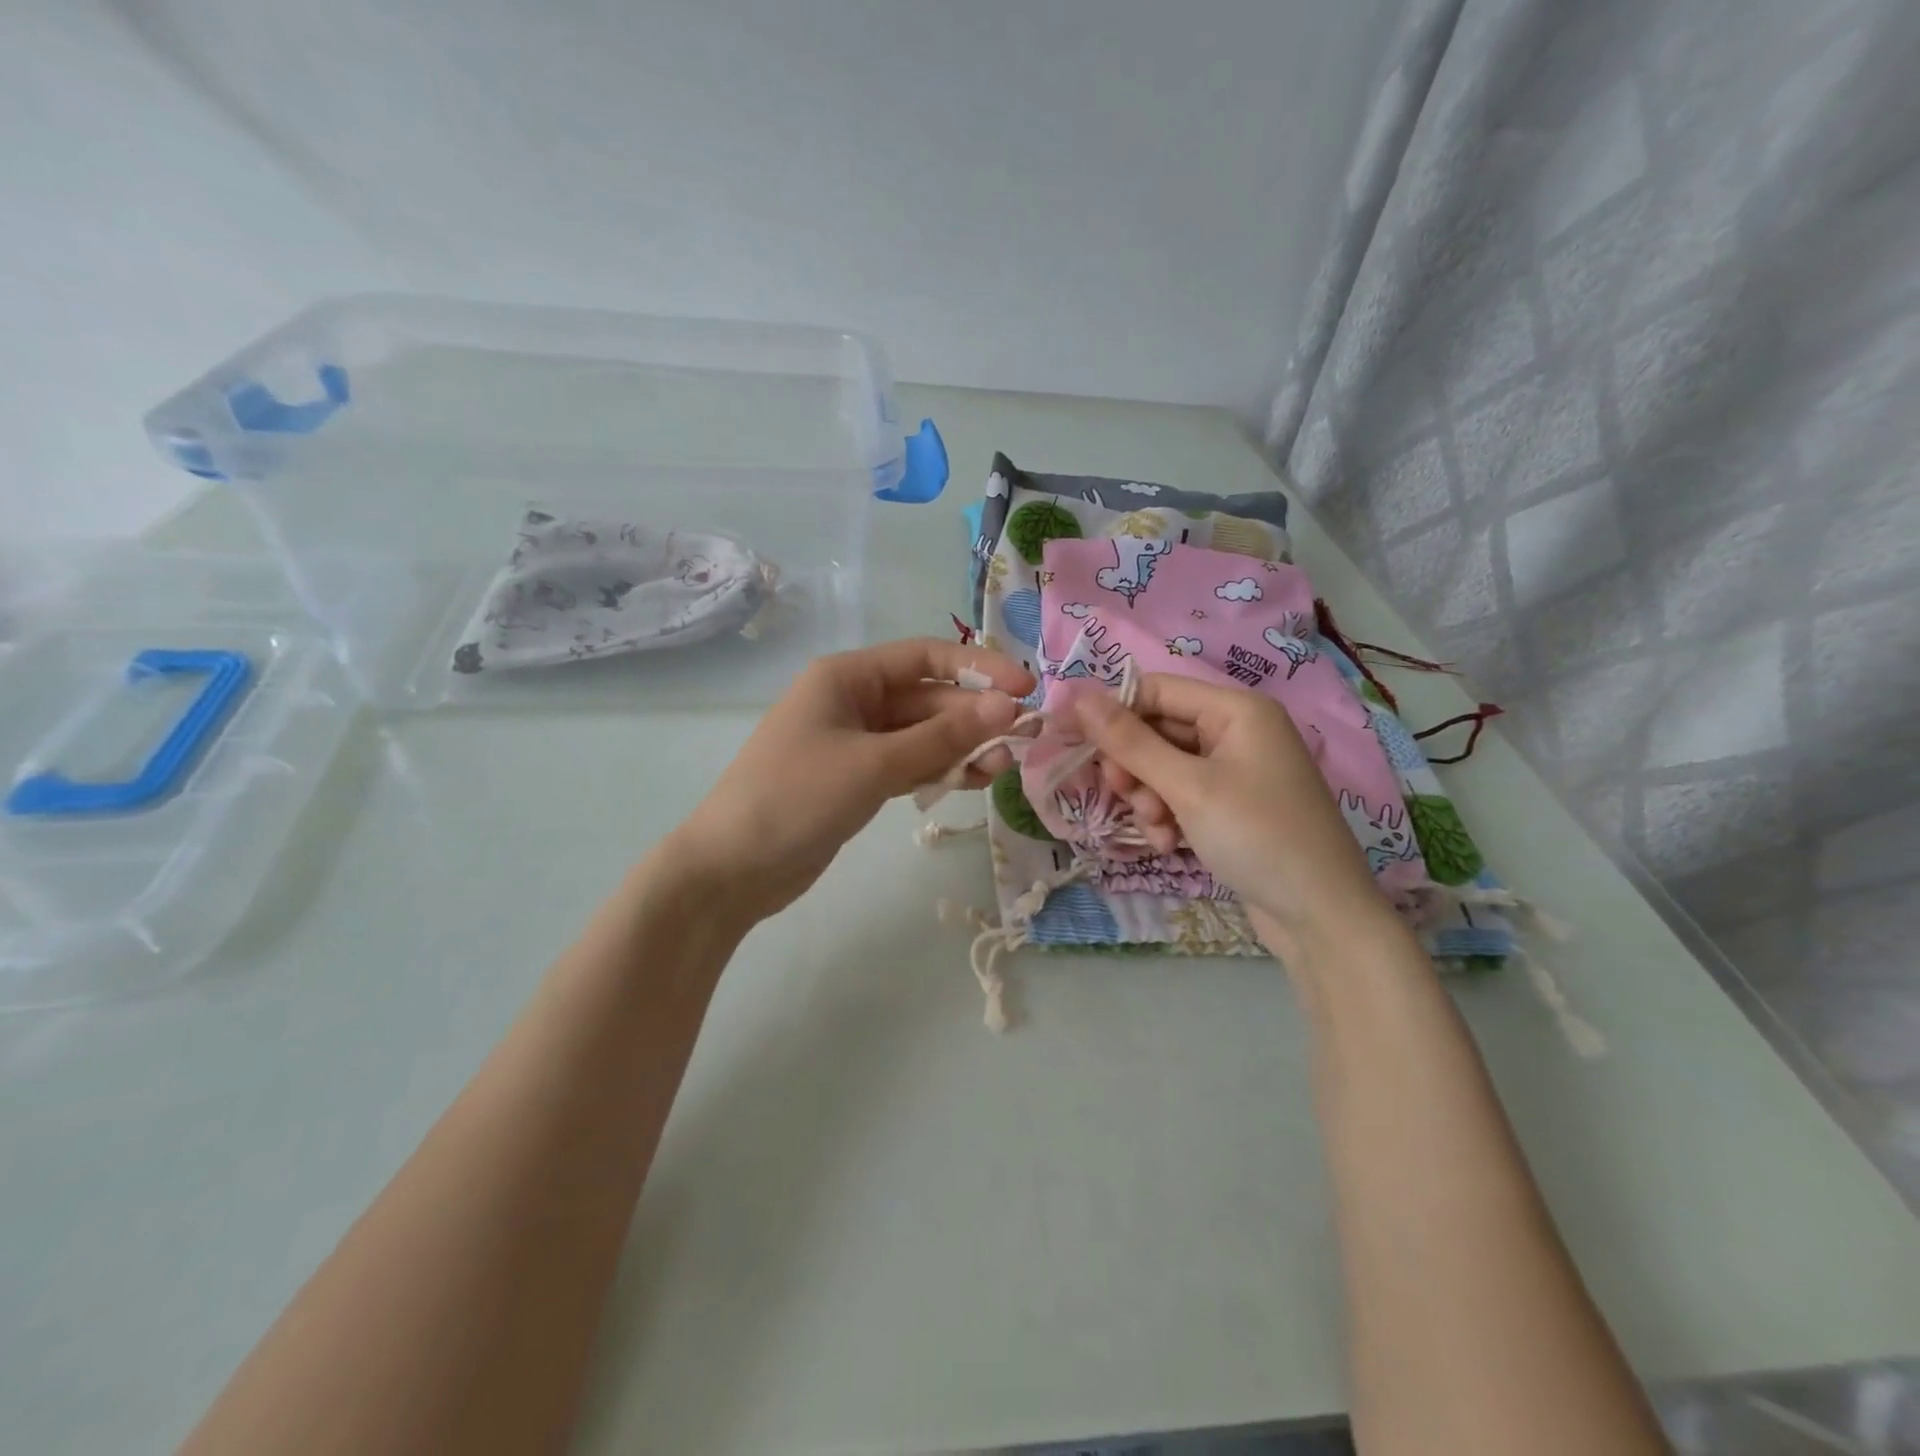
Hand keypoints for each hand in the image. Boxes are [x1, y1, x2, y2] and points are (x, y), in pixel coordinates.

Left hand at [666, 638, 1033, 922]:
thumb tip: (1007, 707)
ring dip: (963, 747)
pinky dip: (940, 771)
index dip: (978, 668)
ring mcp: (856, 743)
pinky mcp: (858, 780)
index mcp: (847, 677)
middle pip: (928, 698)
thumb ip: (942, 737)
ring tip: (1004, 766)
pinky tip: (976, 781)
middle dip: (975, 717)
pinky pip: (910, 765)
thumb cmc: (796, 798)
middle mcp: (853, 701)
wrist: (731, 869)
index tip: (1024, 689)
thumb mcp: (874, 763)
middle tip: (1024, 739)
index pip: (926, 657)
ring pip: (924, 735)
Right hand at [1075, 674, 1399, 960]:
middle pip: (1157, 729)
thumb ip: (1130, 742)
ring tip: (1158, 830)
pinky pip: (1181, 795)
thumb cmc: (1257, 836)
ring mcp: (1234, 770)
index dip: (1112, 712)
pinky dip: (1167, 816)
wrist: (1320, 916)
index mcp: (1235, 710)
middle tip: (1121, 795)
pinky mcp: (1230, 805)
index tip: (1072, 740)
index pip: (1155, 689)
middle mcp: (1236, 731)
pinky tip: (1171, 845)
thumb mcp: (1187, 787)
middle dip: (1134, 766)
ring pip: (1163, 767)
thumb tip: (1078, 697)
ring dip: (1148, 797)